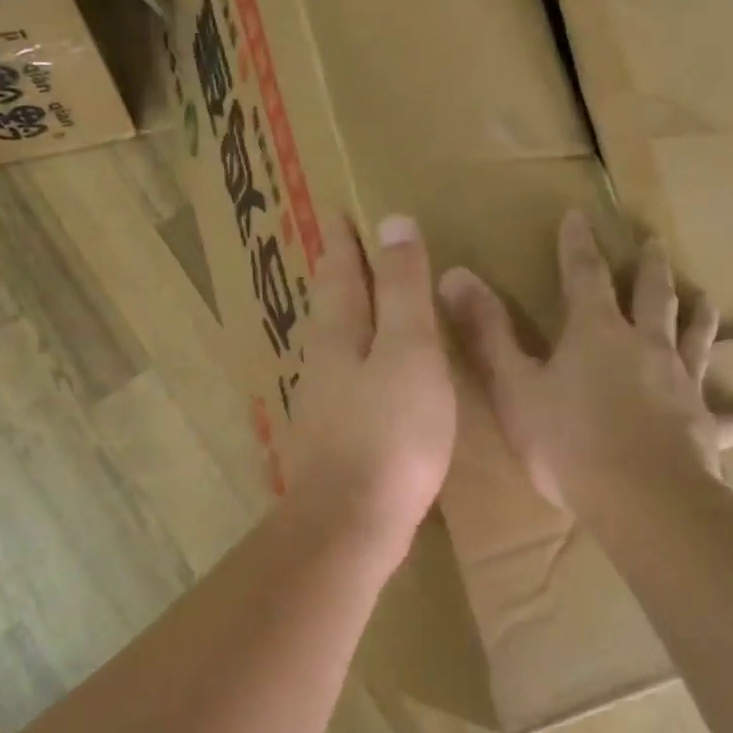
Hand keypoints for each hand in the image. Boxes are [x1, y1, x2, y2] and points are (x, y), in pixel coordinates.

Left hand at [283, 214, 455, 566]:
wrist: (353, 522)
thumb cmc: (390, 433)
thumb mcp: (409, 351)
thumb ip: (403, 290)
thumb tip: (392, 222)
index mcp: (339, 336)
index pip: (340, 272)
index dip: (343, 240)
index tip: (338, 210)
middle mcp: (323, 364)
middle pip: (328, 307)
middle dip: (336, 274)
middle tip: (342, 248)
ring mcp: (324, 406)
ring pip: (333, 345)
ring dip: (344, 317)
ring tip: (359, 303)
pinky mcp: (335, 440)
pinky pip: (346, 382)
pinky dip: (358, 361)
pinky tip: (369, 376)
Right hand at [438, 210, 732, 508]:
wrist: (639, 498)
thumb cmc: (566, 441)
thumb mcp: (513, 386)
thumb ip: (487, 332)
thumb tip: (456, 274)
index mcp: (596, 332)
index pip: (584, 275)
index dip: (577, 245)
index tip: (578, 215)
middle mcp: (646, 346)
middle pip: (653, 295)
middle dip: (650, 266)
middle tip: (654, 242)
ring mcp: (682, 383)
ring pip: (697, 338)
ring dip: (699, 315)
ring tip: (703, 298)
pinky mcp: (704, 424)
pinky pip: (723, 415)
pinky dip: (732, 412)